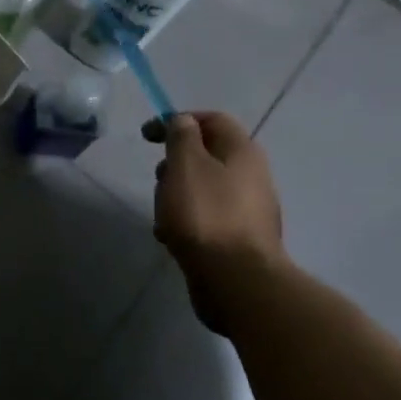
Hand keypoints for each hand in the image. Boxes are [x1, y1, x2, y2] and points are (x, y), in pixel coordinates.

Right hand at [145, 111, 287, 332]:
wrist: (235, 280)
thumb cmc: (205, 214)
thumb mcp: (185, 164)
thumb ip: (181, 136)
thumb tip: (184, 121)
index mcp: (243, 152)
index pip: (212, 119)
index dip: (178, 120)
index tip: (148, 136)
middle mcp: (252, 176)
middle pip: (207, 155)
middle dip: (175, 163)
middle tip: (159, 178)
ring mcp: (248, 209)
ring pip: (204, 188)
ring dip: (177, 194)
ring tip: (162, 213)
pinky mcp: (240, 238)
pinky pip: (207, 217)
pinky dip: (186, 221)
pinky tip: (172, 237)